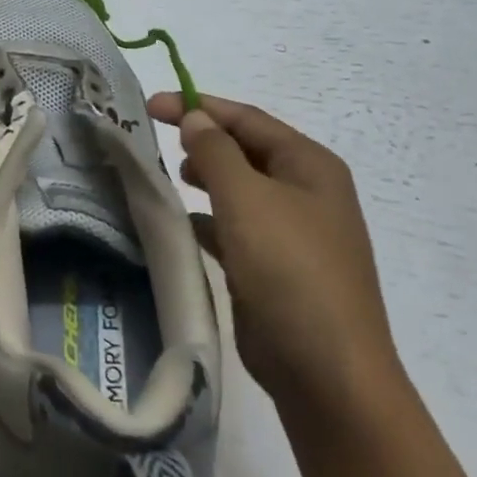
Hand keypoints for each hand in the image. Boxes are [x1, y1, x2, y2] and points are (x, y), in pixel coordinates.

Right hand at [148, 93, 403, 424]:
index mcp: (309, 165)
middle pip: (245, 151)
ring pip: (239, 190)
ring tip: (167, 178)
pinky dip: (208, 220)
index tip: (149, 104)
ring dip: (204, 179)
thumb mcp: (246, 199)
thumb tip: (196, 118)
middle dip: (201, 141)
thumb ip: (215, 152)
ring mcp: (293, 233)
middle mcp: (305, 192)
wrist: (327, 372)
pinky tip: (182, 226)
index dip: (198, 106)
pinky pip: (236, 228)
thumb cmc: (289, 270)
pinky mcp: (276, 268)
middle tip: (154, 141)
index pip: (247, 119)